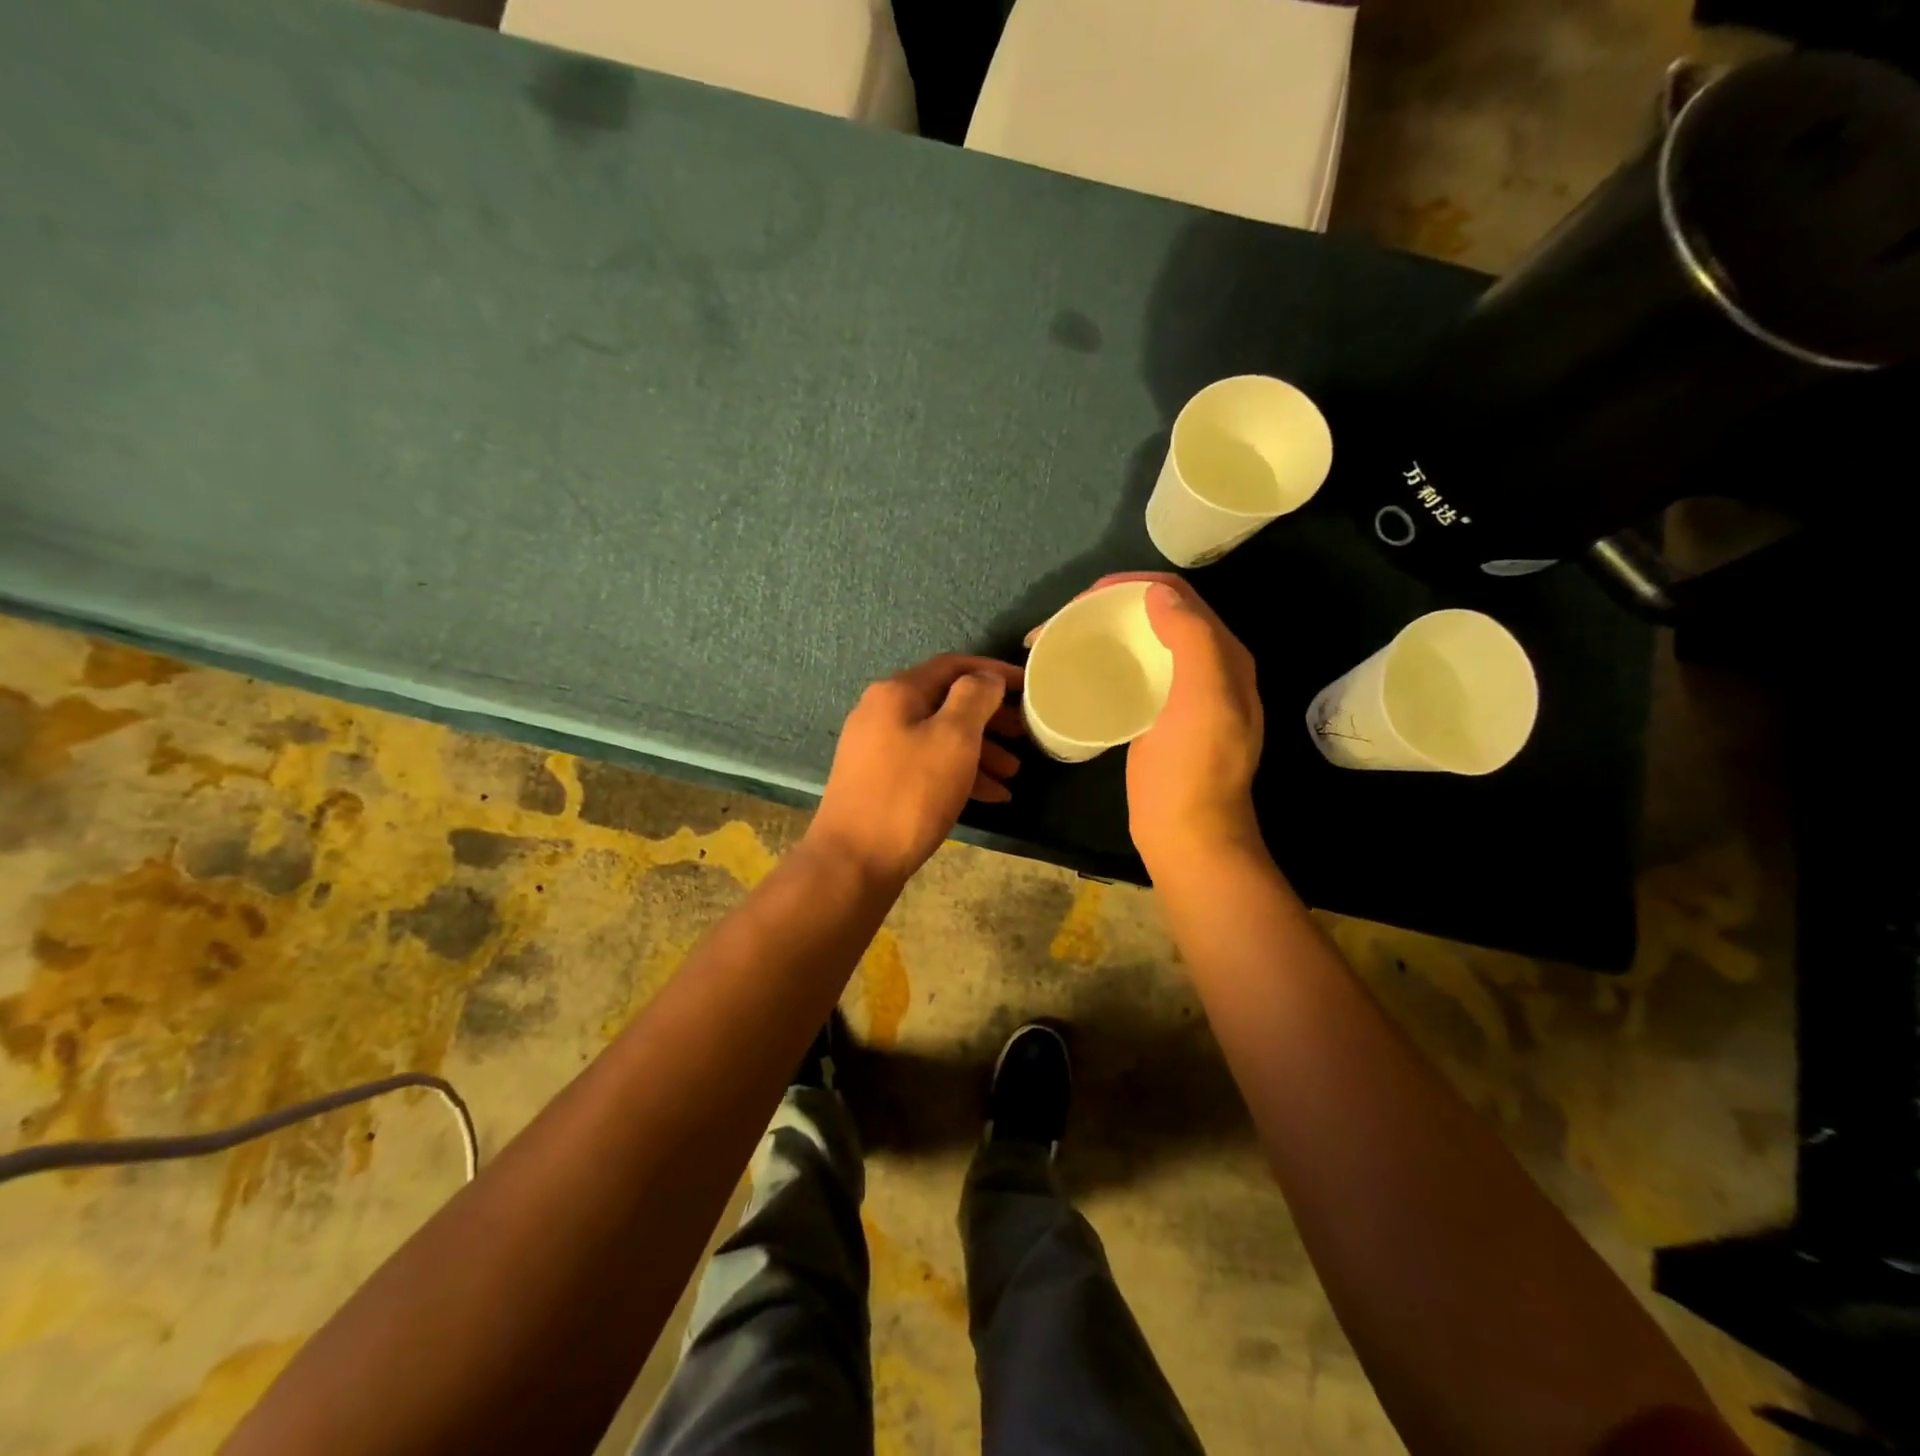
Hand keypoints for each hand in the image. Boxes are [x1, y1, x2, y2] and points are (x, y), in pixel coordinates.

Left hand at [806, 654, 1024, 886]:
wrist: (853, 861)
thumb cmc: (910, 793)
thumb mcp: (953, 738)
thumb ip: (974, 698)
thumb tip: (986, 678)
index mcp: (897, 692)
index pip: (954, 666)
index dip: (994, 672)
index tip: (1030, 687)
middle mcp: (882, 712)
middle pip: (946, 702)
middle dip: (990, 718)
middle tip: (1025, 735)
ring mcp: (877, 748)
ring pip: (939, 737)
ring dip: (980, 751)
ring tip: (1014, 774)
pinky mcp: (879, 781)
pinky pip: (927, 765)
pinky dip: (958, 774)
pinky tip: (991, 797)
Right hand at [1049, 573, 1263, 874]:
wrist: (1187, 834)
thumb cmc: (1193, 768)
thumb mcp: (1202, 699)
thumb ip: (1191, 639)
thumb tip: (1157, 594)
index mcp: (1225, 656)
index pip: (1180, 597)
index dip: (1133, 585)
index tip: (1086, 597)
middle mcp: (1208, 668)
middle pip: (1159, 616)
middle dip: (1114, 606)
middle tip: (1068, 618)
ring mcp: (1183, 695)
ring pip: (1144, 644)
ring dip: (1108, 632)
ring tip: (1067, 638)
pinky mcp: (1159, 718)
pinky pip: (1134, 675)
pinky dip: (1108, 662)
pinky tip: (1082, 672)